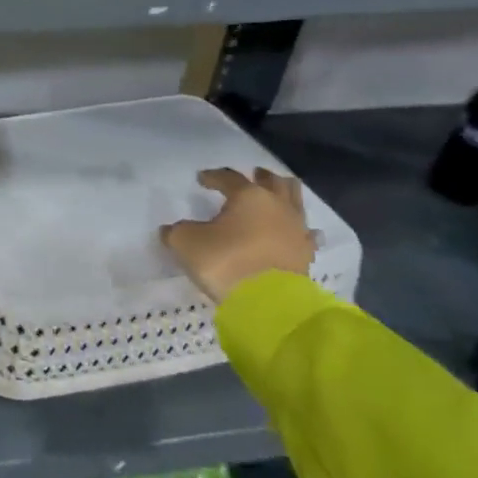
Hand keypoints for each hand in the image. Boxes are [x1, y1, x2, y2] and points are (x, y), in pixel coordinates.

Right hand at [160, 167, 315, 304]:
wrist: (267, 303)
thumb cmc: (224, 262)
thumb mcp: (186, 242)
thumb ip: (177, 231)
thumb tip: (172, 230)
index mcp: (247, 196)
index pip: (228, 177)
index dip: (213, 176)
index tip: (202, 179)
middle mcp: (276, 206)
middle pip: (273, 182)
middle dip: (261, 177)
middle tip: (253, 175)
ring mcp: (295, 229)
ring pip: (294, 201)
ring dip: (284, 194)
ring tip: (276, 194)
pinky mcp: (306, 254)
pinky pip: (305, 234)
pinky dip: (299, 229)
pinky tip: (296, 231)